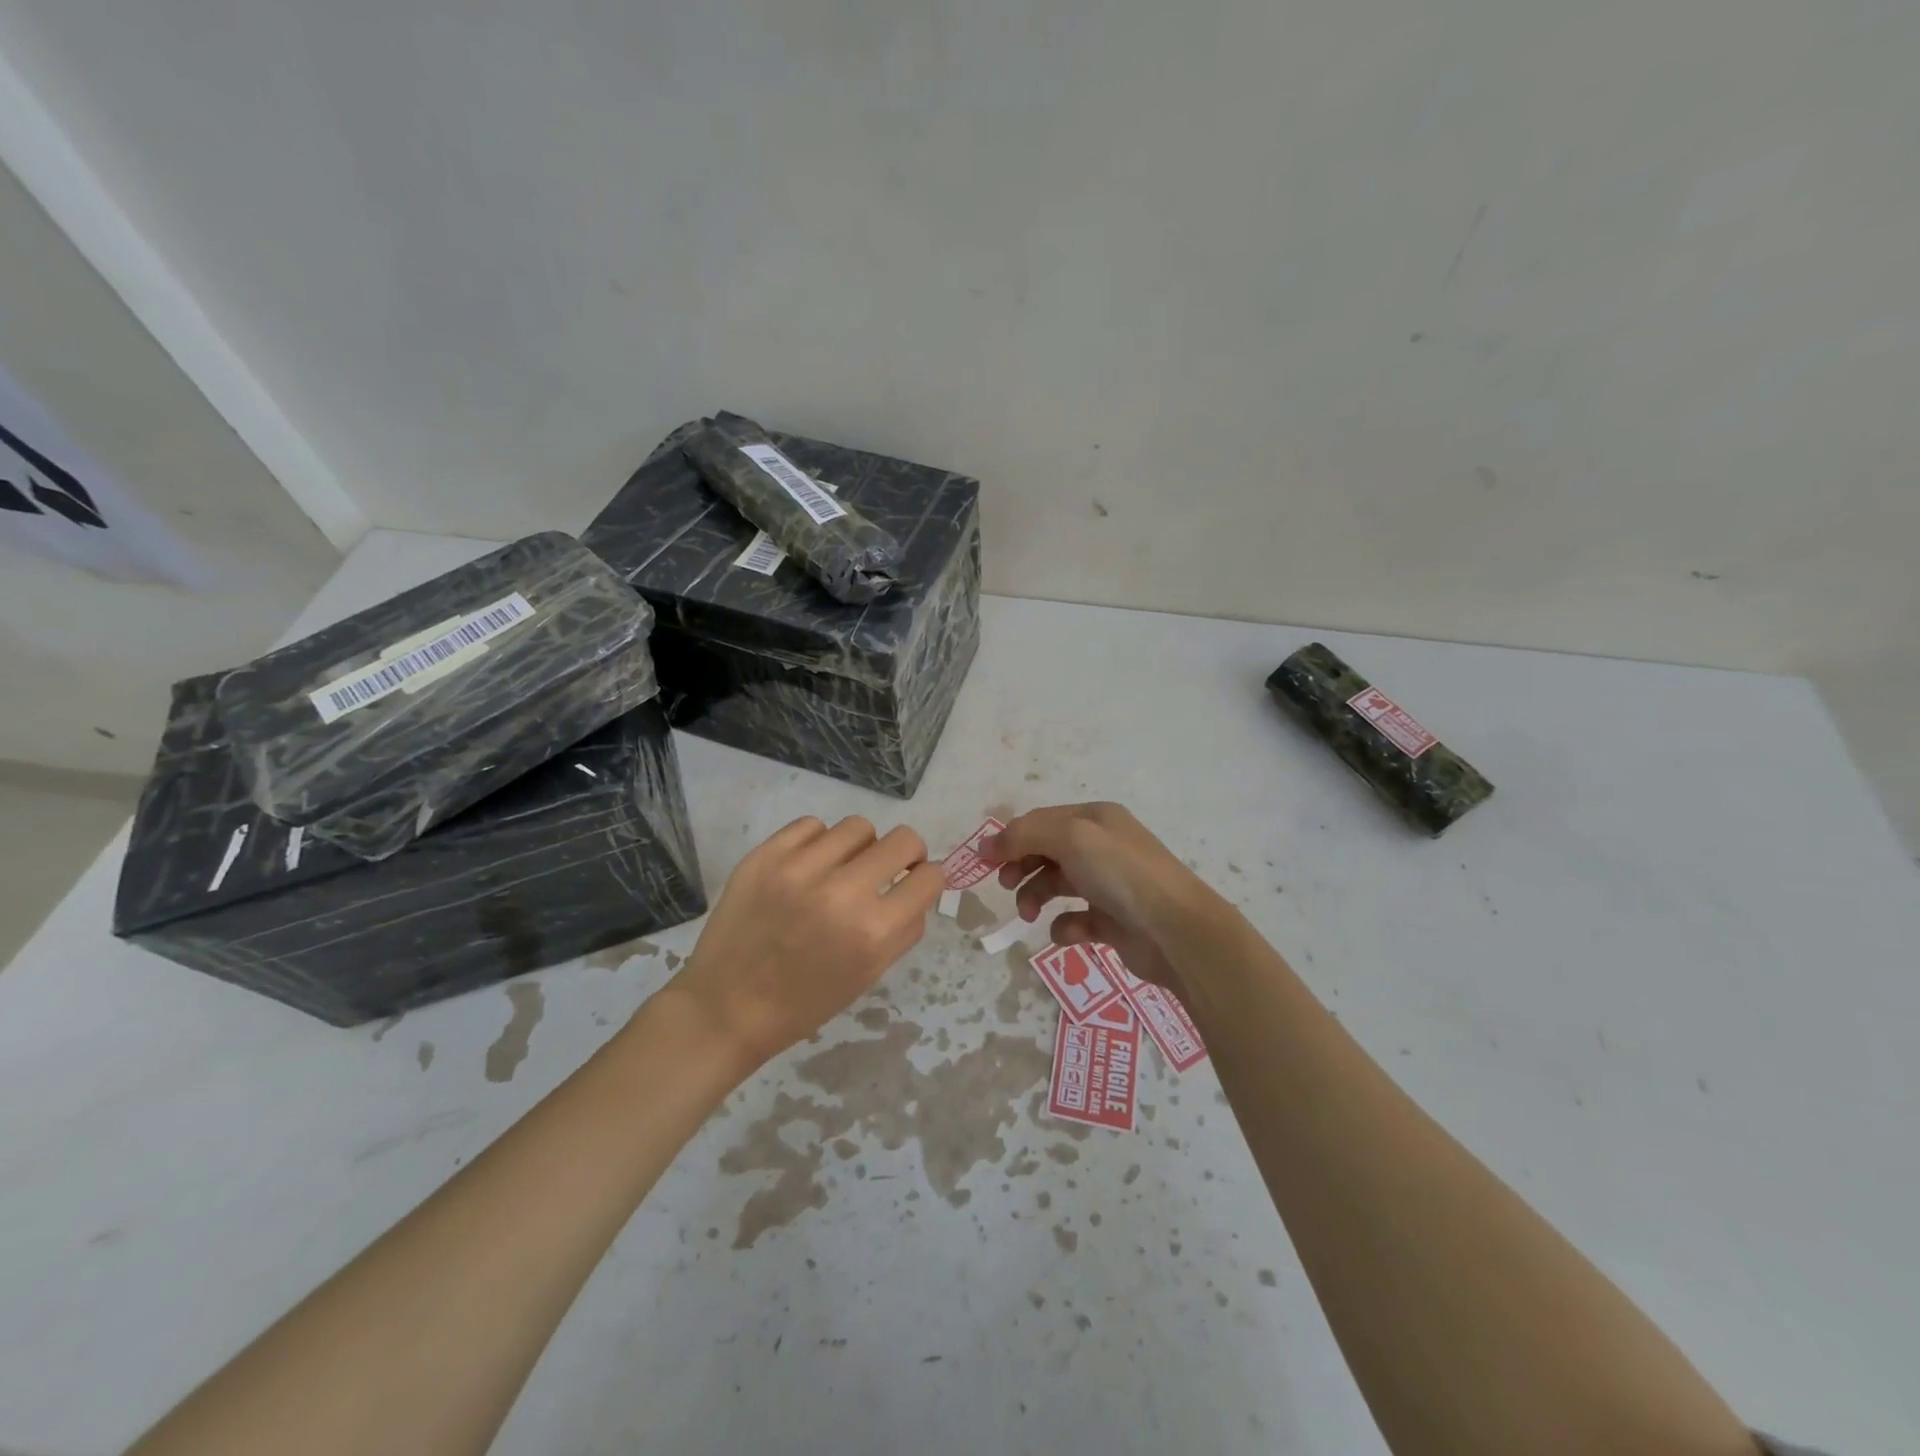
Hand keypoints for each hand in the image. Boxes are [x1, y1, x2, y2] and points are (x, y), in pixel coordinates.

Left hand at [668, 816, 944, 1069]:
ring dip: (859, 847)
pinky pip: (812, 825)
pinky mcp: (765, 856)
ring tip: (840, 869)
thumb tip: (920, 886)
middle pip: (903, 839)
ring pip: (858, 826)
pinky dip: (818, 842)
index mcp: (873, 933)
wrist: (726, 1008)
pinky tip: (807, 867)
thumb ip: (903, 928)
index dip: (927, 878)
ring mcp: (800, 869)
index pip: (929, 877)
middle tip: (887, 869)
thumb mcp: (868, 975)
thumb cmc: (805, 1003)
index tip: (914, 882)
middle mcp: (842, 893)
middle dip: (905, 853)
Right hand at [981, 802, 1217, 997]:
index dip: (1011, 838)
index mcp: (1096, 819)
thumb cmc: (1122, 874)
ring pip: (1057, 884)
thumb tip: (988, 844)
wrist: (1176, 930)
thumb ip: (1025, 835)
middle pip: (1047, 851)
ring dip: (1036, 896)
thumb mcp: (1071, 838)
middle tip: (1006, 886)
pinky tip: (1068, 932)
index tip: (985, 862)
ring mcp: (1109, 885)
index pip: (1042, 821)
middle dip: (1021, 866)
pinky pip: (1076, 920)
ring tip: (1029, 914)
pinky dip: (1065, 926)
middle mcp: (1103, 847)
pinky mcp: (1114, 922)